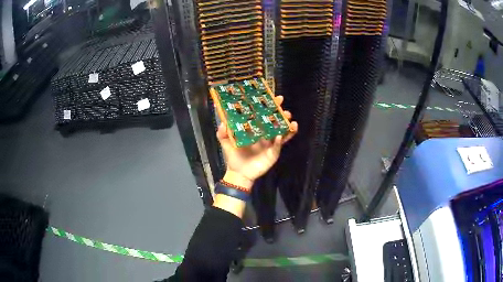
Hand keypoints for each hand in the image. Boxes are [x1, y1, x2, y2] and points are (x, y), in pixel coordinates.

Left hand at [217, 95, 297, 188]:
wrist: (239, 173)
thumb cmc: (233, 157)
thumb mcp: (225, 143)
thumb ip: (223, 133)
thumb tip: (223, 122)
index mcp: (255, 129)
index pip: (263, 115)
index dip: (269, 107)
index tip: (273, 98)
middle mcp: (265, 134)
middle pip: (276, 122)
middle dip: (281, 114)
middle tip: (283, 108)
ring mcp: (271, 144)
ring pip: (282, 132)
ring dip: (287, 126)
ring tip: (290, 119)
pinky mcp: (273, 153)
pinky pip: (279, 146)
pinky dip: (281, 140)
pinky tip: (280, 136)